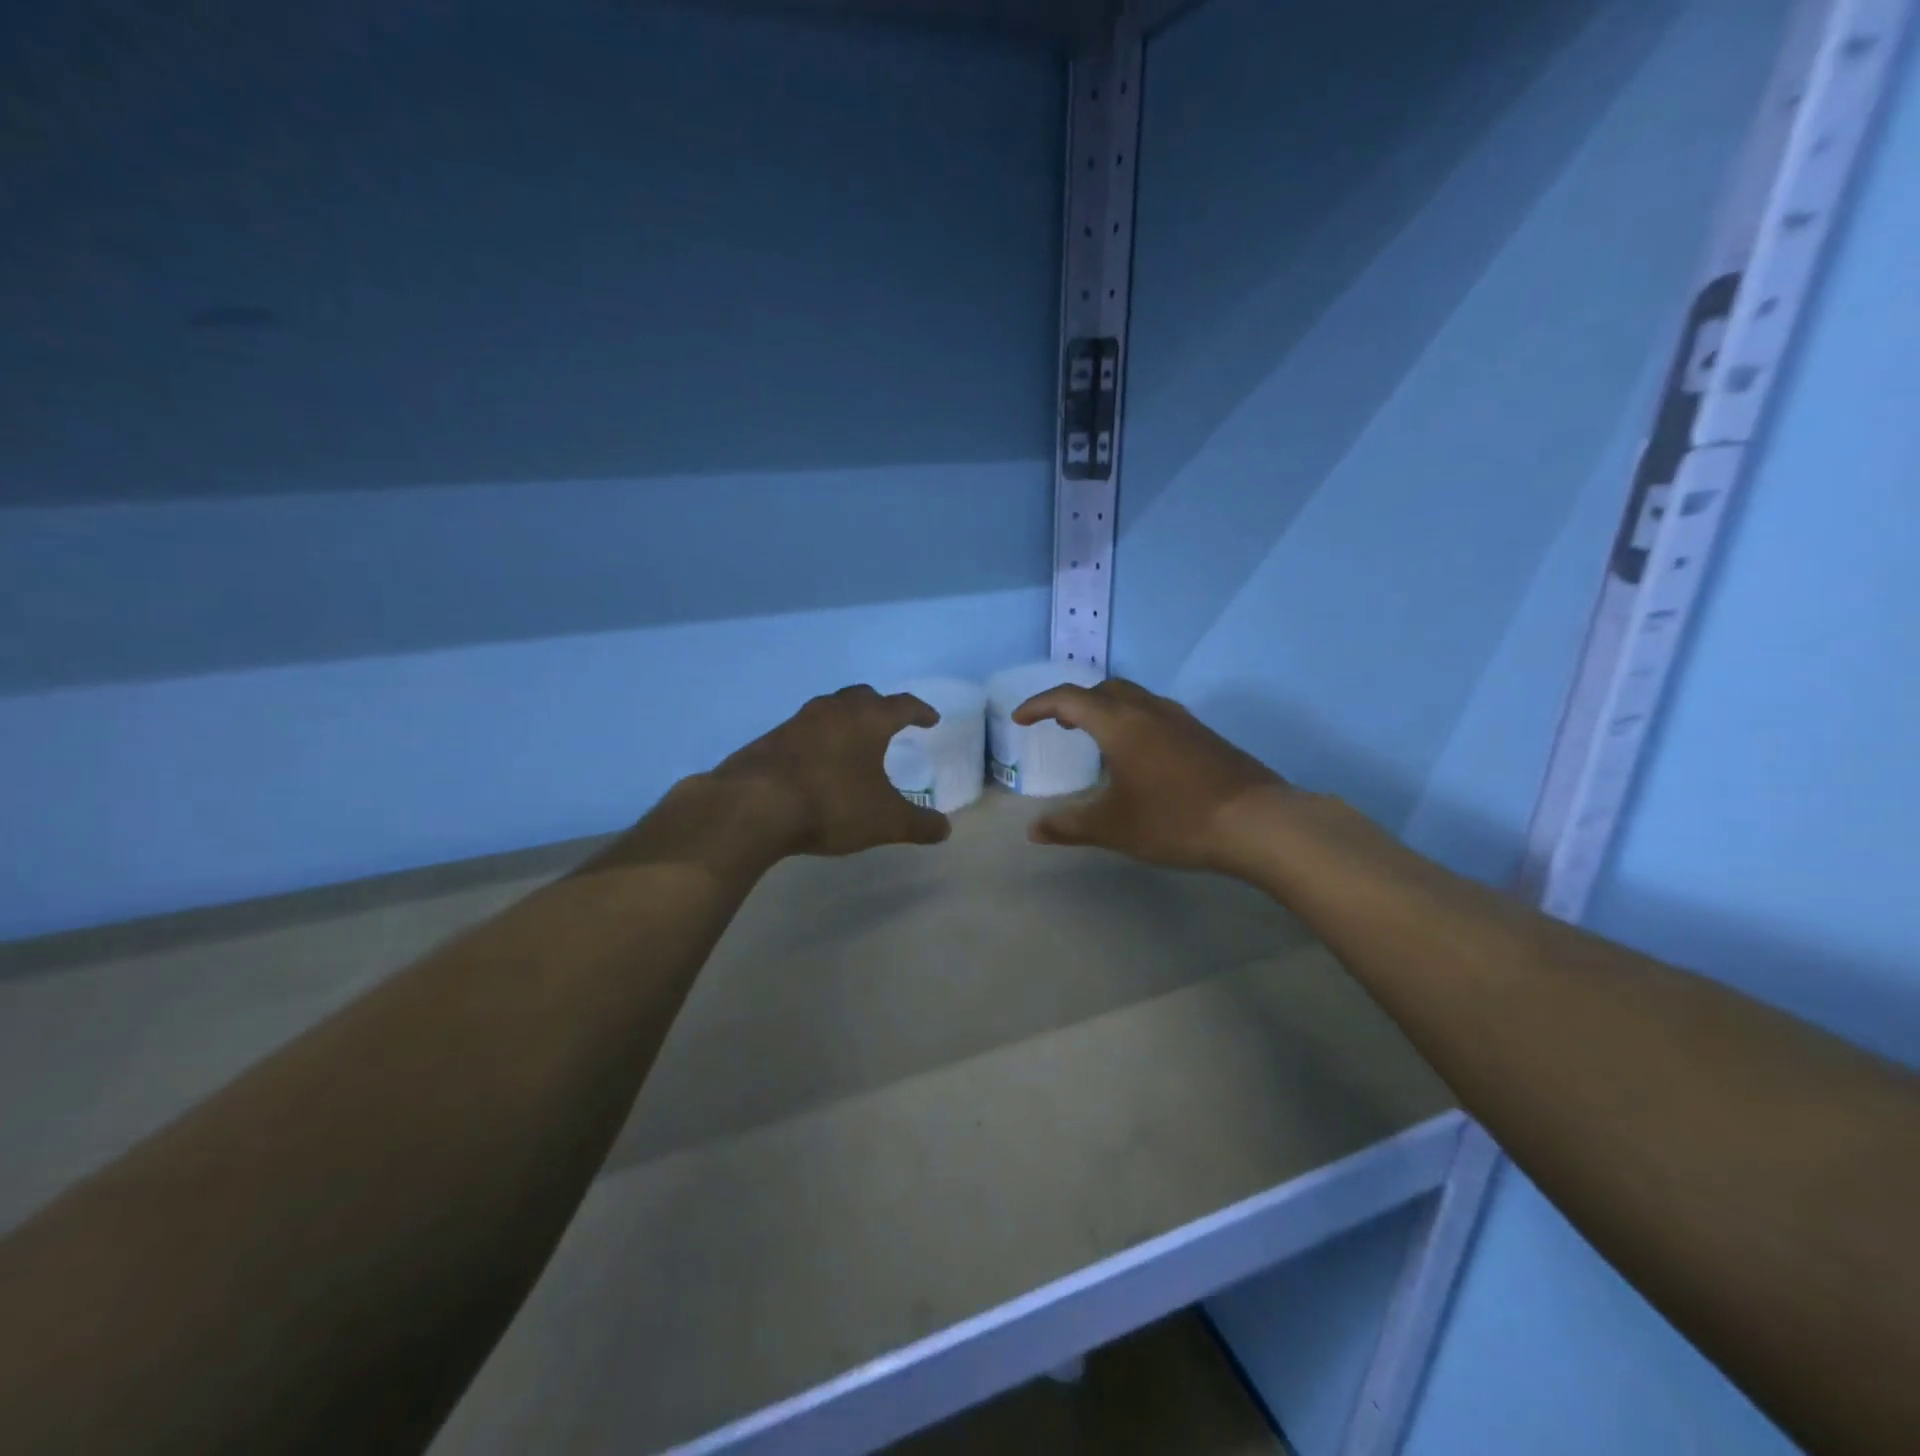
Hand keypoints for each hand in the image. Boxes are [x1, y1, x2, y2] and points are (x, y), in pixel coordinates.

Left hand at [709, 685, 952, 857]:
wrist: (754, 806)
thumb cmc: (832, 804)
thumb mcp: (885, 820)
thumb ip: (919, 824)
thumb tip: (945, 829)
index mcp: (868, 720)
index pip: (902, 705)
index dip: (920, 711)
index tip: (931, 719)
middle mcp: (833, 710)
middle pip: (863, 696)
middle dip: (880, 707)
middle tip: (890, 723)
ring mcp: (797, 721)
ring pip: (829, 709)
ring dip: (845, 720)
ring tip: (852, 742)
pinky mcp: (770, 739)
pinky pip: (803, 730)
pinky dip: (818, 739)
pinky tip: (816, 763)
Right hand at [1012, 679, 1289, 872]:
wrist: (1257, 822)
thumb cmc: (1175, 820)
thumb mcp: (1114, 827)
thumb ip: (1070, 826)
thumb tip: (1034, 831)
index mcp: (1120, 723)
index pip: (1069, 698)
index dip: (1039, 705)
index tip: (1020, 719)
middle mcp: (1149, 710)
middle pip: (1104, 689)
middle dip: (1075, 701)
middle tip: (1059, 725)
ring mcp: (1181, 719)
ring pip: (1134, 697)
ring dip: (1107, 708)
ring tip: (1096, 737)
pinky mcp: (1203, 735)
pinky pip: (1156, 713)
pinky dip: (1133, 721)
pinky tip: (1140, 755)